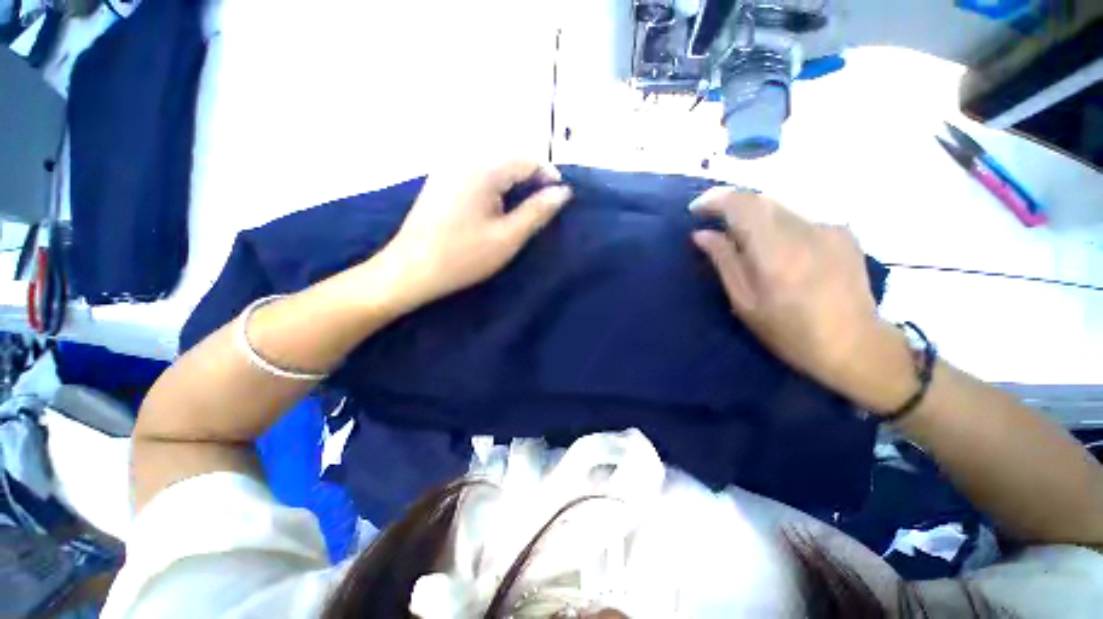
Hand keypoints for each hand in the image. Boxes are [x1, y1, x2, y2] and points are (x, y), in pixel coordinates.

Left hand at [375, 159, 572, 310]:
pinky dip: (494, 187)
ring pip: (493, 166)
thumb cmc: (464, 257)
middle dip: (531, 179)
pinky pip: (476, 174)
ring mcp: (448, 168)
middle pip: (509, 159)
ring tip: (522, 211)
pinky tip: (495, 209)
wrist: (411, 270)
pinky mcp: (440, 181)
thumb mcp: (508, 237)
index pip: (527, 158)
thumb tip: (563, 192)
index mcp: (482, 169)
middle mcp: (464, 159)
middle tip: (542, 208)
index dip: (548, 176)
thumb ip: (538, 211)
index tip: (560, 199)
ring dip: (513, 184)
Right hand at [690, 189, 915, 413]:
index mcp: (776, 253)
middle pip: (760, 199)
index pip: (742, 205)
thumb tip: (702, 234)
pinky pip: (799, 218)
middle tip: (712, 221)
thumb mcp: (745, 302)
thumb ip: (724, 262)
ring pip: (779, 207)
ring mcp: (829, 228)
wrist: (855, 345)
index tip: (695, 209)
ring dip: (754, 215)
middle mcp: (805, 230)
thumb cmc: (790, 332)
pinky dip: (778, 225)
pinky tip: (777, 248)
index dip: (715, 200)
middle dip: (731, 205)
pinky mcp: (843, 232)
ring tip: (740, 236)